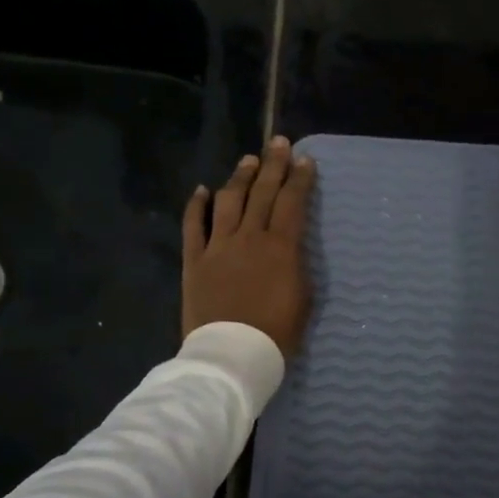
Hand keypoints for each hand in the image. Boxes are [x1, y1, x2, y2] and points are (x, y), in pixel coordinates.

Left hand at [182, 136, 316, 355]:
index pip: (292, 202)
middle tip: (278, 143)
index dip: (299, 178)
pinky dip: (196, 206)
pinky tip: (201, 190)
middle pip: (262, 192)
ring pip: (228, 201)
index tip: (305, 159)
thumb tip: (291, 248)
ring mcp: (218, 246)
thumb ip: (297, 266)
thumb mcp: (304, 299)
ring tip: (248, 161)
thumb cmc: (277, 333)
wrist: (233, 354)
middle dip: (273, 164)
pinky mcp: (194, 261)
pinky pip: (193, 226)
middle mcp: (249, 237)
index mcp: (280, 247)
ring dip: (239, 177)